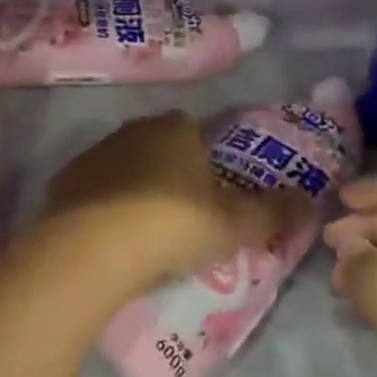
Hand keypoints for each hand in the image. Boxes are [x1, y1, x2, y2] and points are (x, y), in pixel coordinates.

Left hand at [34, 112, 309, 299]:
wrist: (90, 248)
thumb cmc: (171, 224)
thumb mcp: (234, 225)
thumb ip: (274, 212)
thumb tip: (312, 200)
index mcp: (176, 128)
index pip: (196, 129)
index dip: (206, 158)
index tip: (212, 192)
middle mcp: (135, 129)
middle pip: (159, 145)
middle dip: (171, 172)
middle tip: (183, 216)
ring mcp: (96, 152)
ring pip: (124, 165)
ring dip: (135, 188)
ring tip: (146, 232)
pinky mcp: (64, 180)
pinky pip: (93, 189)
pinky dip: (103, 207)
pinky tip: (109, 239)